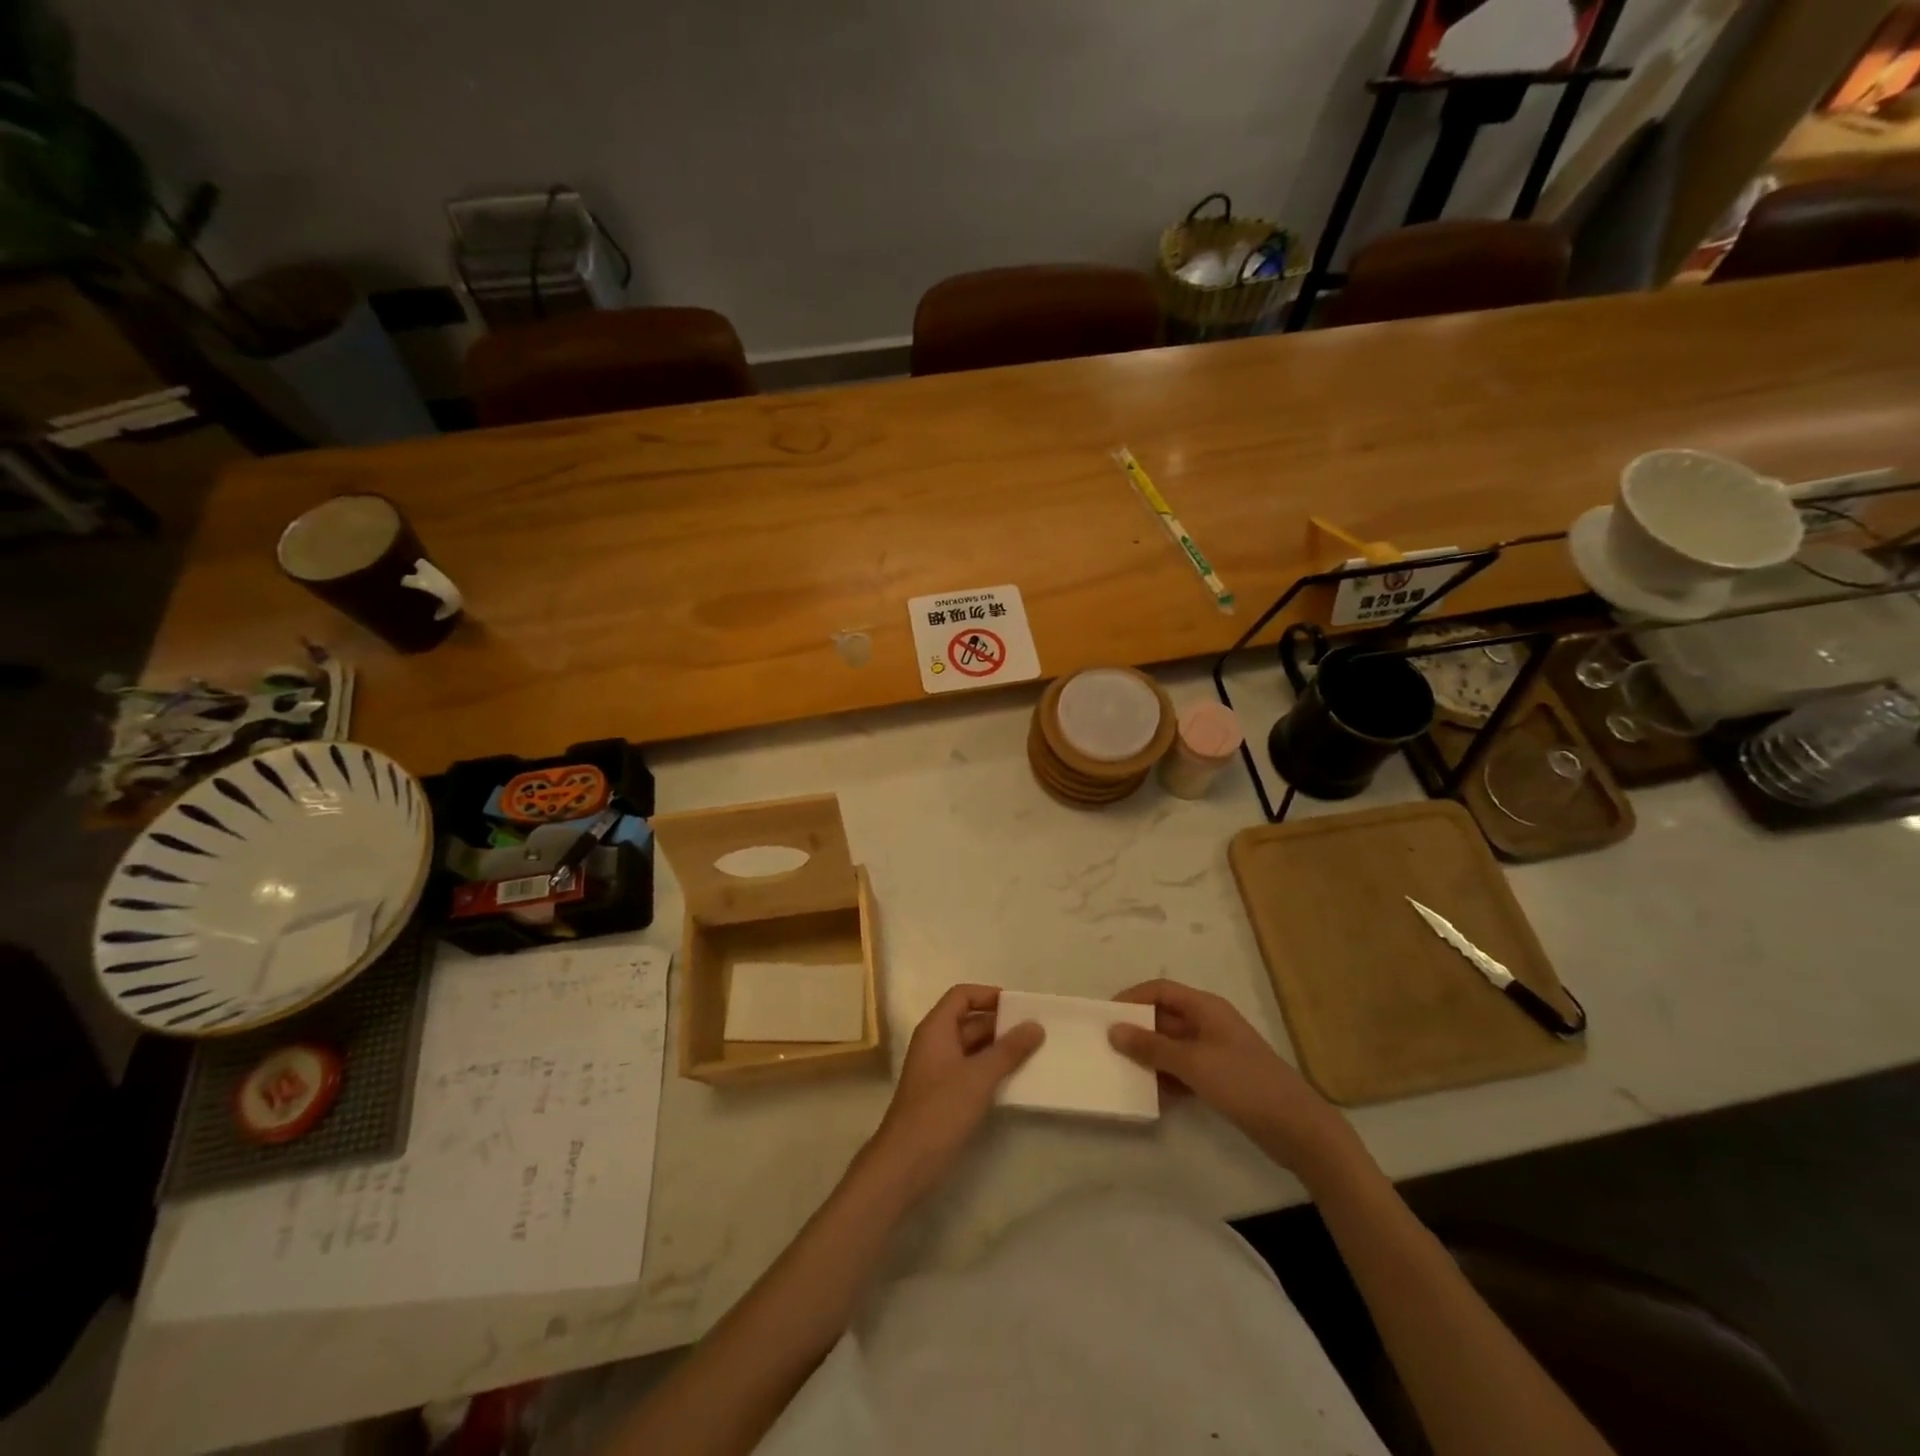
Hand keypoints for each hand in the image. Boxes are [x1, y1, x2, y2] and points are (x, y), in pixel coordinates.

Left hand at [861, 984, 1043, 1203]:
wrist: (906, 1162)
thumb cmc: (940, 1110)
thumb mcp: (979, 1077)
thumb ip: (1008, 1050)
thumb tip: (1035, 1025)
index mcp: (936, 1029)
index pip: (961, 996)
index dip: (988, 995)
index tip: (1018, 1006)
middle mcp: (935, 1043)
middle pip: (968, 1021)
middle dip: (1000, 1024)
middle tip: (1035, 1031)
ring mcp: (938, 1070)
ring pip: (972, 1048)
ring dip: (998, 1049)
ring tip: (1032, 1054)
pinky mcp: (944, 1095)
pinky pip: (971, 1070)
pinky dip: (991, 1070)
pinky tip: (1015, 1081)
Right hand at [1109, 979, 1354, 1174]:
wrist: (1298, 1129)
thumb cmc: (1244, 1083)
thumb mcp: (1193, 1063)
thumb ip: (1152, 1047)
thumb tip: (1114, 1030)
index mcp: (1205, 1008)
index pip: (1160, 990)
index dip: (1132, 998)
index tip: (1105, 1016)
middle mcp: (1209, 1024)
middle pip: (1164, 1017)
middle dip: (1137, 1030)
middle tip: (1106, 1047)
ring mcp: (1216, 1052)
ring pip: (1172, 1046)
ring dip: (1149, 1057)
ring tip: (1121, 1072)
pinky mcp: (1221, 1079)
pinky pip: (1183, 1070)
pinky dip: (1167, 1078)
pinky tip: (1150, 1096)